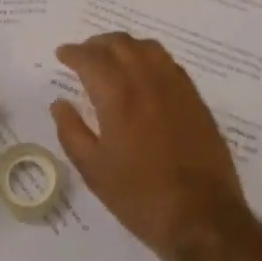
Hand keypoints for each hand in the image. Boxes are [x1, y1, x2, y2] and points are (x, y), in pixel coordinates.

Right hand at [51, 32, 246, 260]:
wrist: (202, 217)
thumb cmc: (140, 196)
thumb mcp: (93, 170)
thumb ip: (71, 131)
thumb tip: (59, 103)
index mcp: (118, 95)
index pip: (91, 58)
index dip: (73, 53)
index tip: (62, 55)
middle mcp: (147, 81)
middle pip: (120, 44)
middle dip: (97, 44)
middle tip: (83, 55)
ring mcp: (176, 87)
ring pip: (147, 47)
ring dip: (124, 46)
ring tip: (112, 59)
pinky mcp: (195, 99)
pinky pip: (169, 63)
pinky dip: (149, 57)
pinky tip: (144, 74)